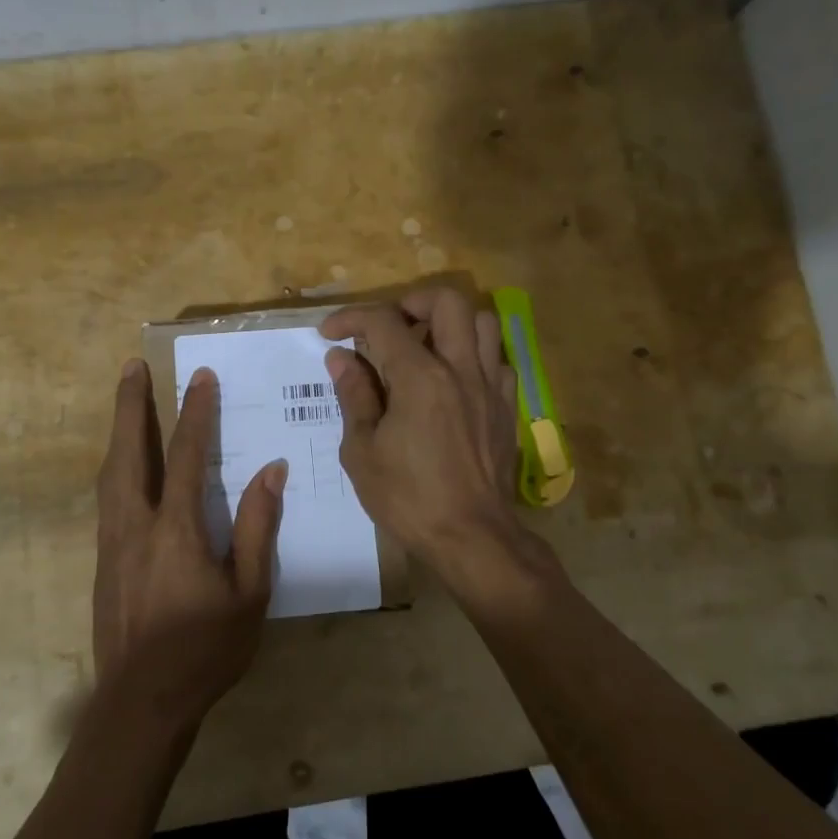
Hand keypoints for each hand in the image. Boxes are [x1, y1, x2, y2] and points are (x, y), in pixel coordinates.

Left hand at [92, 360, 284, 734]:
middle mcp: (135, 525)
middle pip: (128, 451)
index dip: (195, 413)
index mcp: (176, 530)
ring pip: (110, 473)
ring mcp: (112, 543)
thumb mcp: (249, 593)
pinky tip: (124, 466)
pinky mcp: (103, 561)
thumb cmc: (206, 649)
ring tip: (124, 401)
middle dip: (130, 405)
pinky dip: (116, 467)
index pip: (185, 456)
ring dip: (119, 431)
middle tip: (131, 366)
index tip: (201, 377)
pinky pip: (107, 498)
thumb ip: (258, 528)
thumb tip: (271, 471)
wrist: (142, 703)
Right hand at [320, 288, 527, 580]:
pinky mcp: (507, 406)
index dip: (350, 318)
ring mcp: (490, 386)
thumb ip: (354, 396)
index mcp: (420, 378)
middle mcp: (461, 369)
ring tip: (425, 347)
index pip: (383, 322)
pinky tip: (454, 380)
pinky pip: (497, 359)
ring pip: (482, 322)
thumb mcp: (362, 451)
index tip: (330, 333)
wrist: (472, 537)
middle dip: (411, 303)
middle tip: (389, 329)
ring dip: (450, 323)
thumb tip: (341, 358)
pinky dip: (474, 355)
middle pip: (446, 301)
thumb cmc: (408, 498)